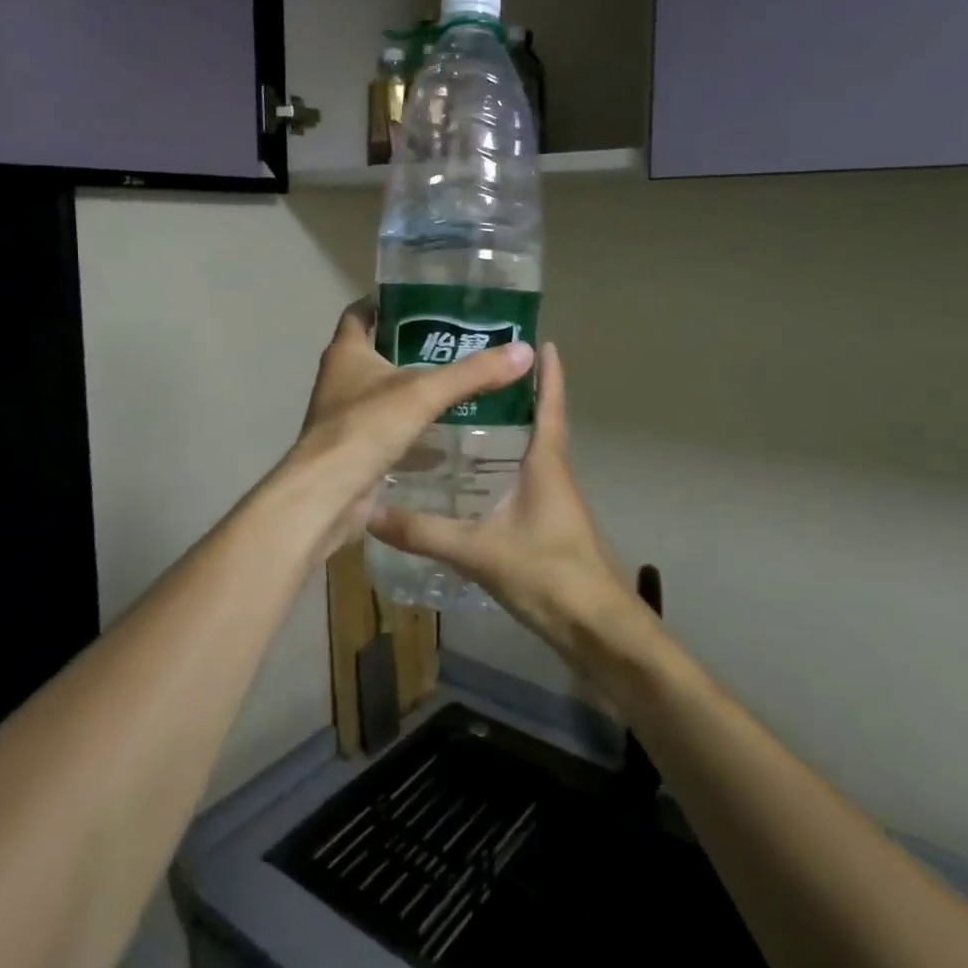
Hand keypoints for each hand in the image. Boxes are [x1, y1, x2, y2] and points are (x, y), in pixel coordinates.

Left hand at [279, 300, 533, 560]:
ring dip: (416, 388)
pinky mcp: (358, 447)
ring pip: (386, 392)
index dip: (388, 302)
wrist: (328, 495)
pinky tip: (448, 430)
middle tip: (461, 342)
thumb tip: (525, 351)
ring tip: (461, 382)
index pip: (361, 312)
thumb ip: (473, 372)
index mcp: (346, 352)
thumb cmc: (366, 428)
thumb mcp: (424, 393)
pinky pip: (390, 428)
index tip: (426, 300)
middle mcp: (342, 378)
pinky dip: (415, 427)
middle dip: (415, 346)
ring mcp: (347, 414)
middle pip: (379, 351)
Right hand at [366, 343, 635, 660]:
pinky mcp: (549, 524)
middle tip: (474, 375)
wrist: (596, 627)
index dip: (549, 373)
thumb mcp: (479, 550)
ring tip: (464, 418)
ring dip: (508, 431)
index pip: (550, 406)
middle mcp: (554, 473)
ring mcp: (554, 500)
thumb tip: (371, 512)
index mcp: (547, 463)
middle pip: (538, 423)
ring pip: (530, 453)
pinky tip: (473, 479)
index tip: (541, 340)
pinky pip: (524, 481)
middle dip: (515, 396)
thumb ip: (424, 532)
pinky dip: (503, 466)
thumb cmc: (548, 573)